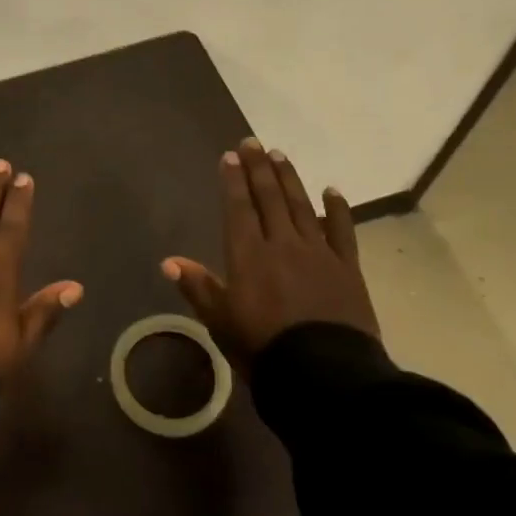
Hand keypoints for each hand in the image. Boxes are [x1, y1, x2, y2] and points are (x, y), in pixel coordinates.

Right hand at [161, 137, 378, 363]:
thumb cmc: (263, 348)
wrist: (323, 373)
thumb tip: (168, 262)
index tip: (231, 156)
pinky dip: (337, 209)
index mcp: (249, 255)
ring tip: (281, 156)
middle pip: (269, 198)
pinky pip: (342, 230)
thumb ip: (198, 287)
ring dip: (290, 179)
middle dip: (259, 168)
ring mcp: (318, 252)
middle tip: (253, 142)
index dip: (234, 180)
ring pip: (301, 206)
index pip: (239, 208)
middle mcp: (283, 243)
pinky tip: (332, 191)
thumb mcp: (221, 322)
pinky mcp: (347, 267)